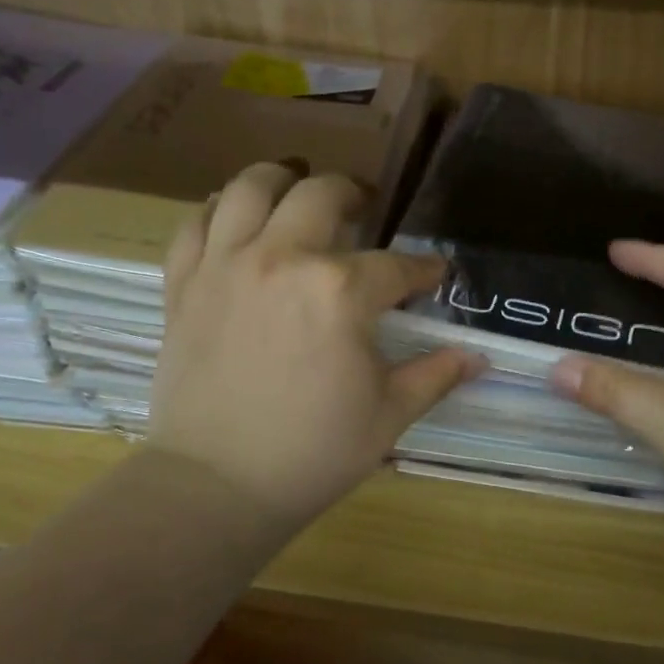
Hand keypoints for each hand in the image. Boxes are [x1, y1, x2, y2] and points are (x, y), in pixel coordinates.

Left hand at [148, 161, 482, 532]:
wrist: (216, 485)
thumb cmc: (312, 453)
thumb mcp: (388, 416)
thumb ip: (435, 375)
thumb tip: (479, 357)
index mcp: (340, 291)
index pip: (397, 266)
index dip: (424, 269)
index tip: (435, 273)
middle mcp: (282, 259)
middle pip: (323, 195)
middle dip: (353, 194)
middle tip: (364, 206)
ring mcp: (225, 265)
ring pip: (251, 187)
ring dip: (281, 178)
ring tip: (296, 184)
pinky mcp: (184, 283)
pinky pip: (194, 224)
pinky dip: (217, 211)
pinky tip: (234, 218)